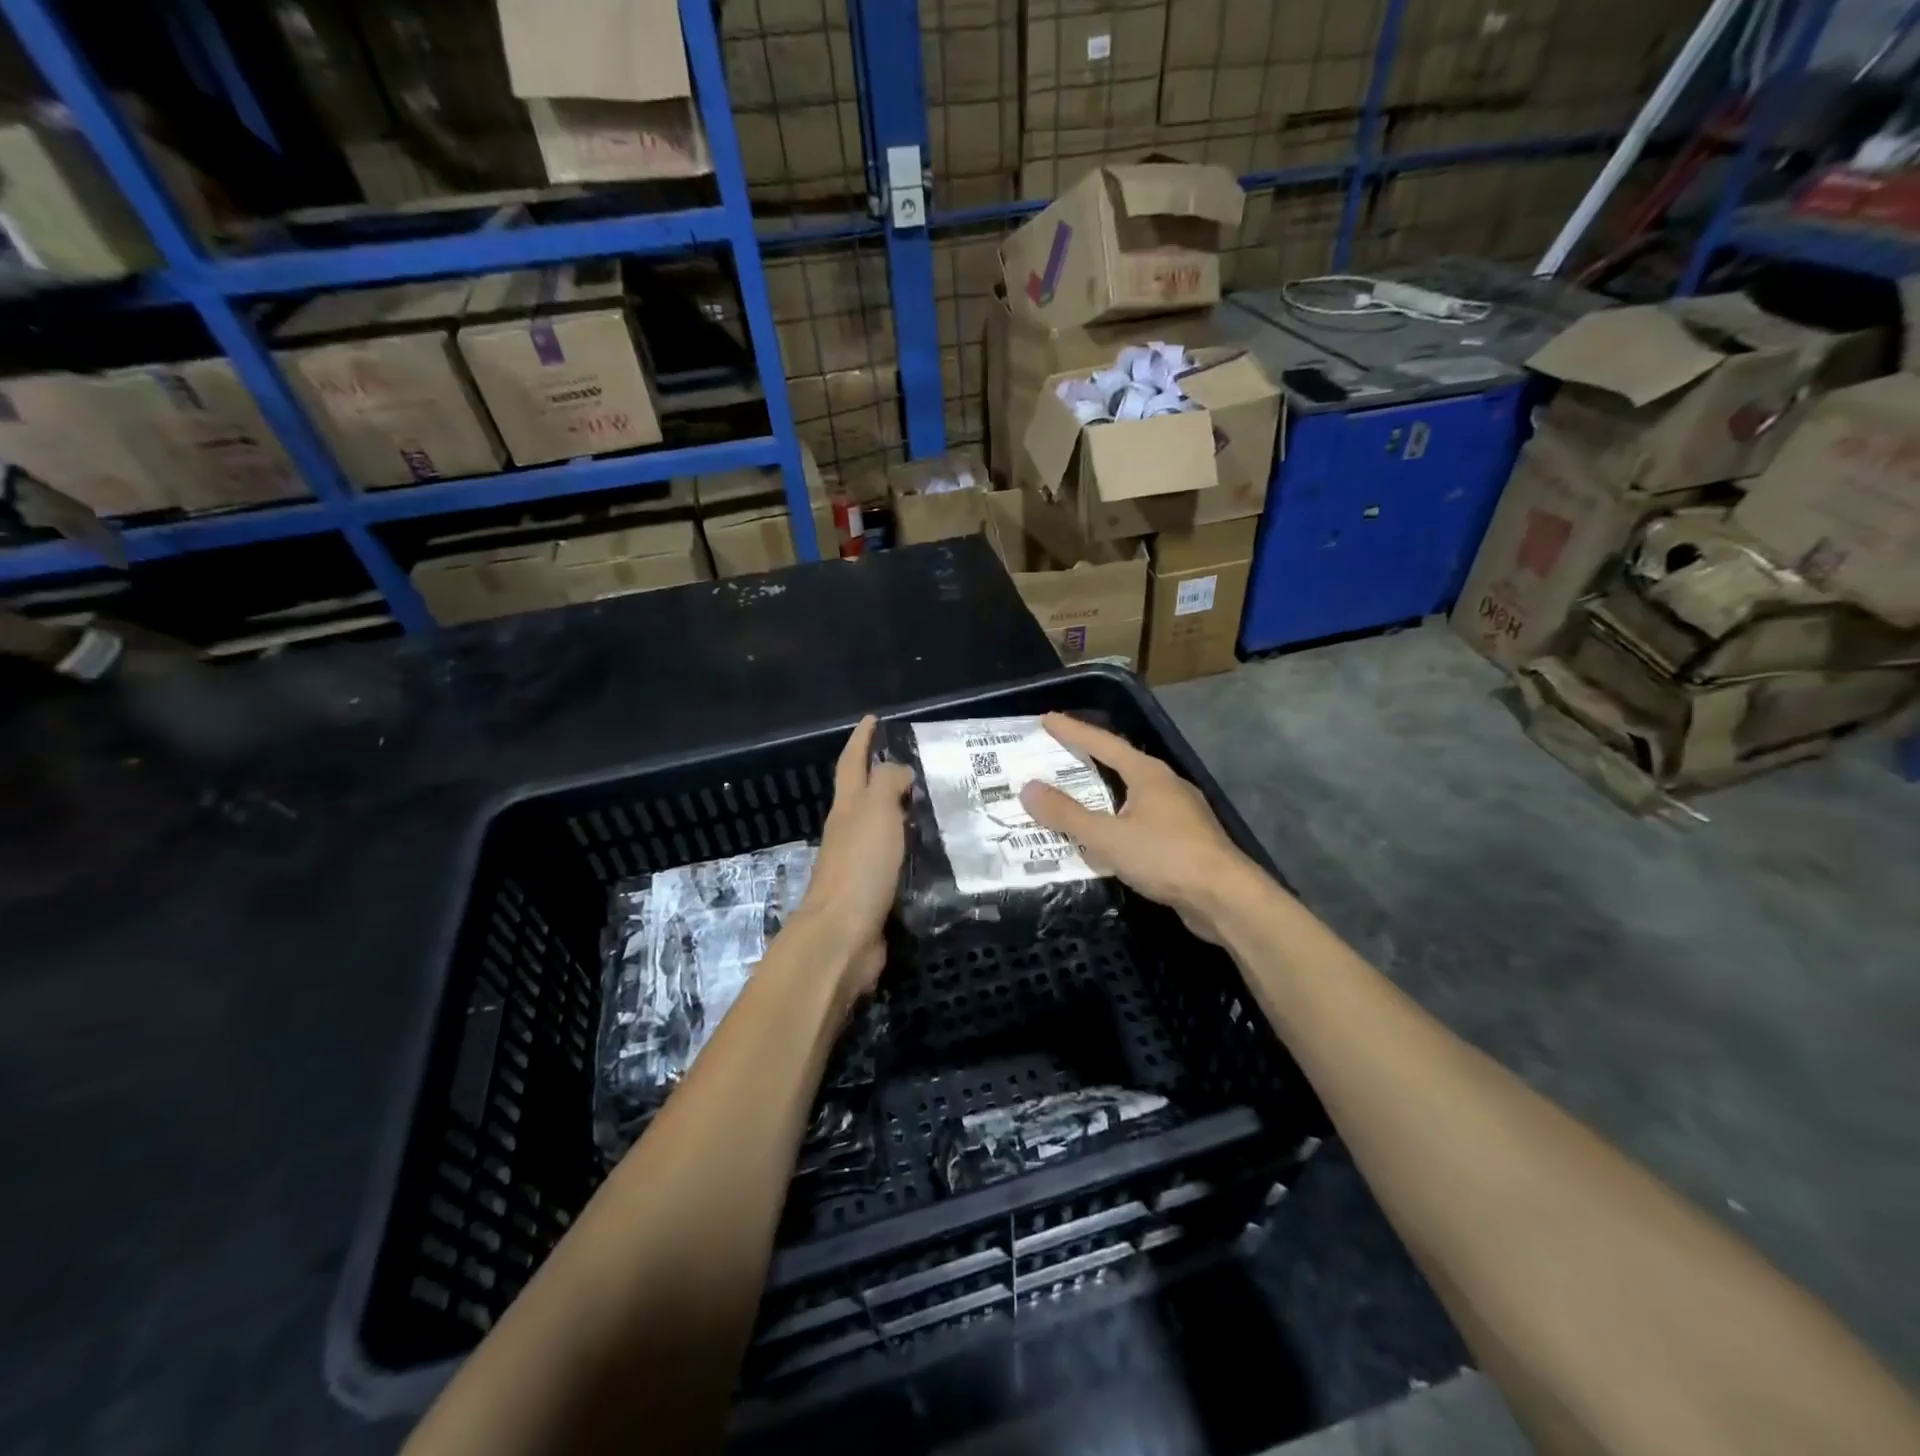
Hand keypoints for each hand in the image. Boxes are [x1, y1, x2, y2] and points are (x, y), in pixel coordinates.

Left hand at [787, 715, 913, 1003]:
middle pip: (865, 794)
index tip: (873, 719)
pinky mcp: (876, 891)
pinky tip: (937, 850)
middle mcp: (850, 831)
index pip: (852, 763)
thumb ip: (887, 783)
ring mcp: (861, 863)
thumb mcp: (875, 811)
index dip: (861, 739)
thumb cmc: (860, 866)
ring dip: (904, 813)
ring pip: (884, 827)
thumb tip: (899, 771)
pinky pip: (898, 859)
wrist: (844, 935)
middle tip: (920, 762)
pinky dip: (914, 848)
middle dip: (884, 774)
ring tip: (939, 803)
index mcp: (847, 808)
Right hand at [1019, 712, 1264, 943]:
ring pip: (1133, 792)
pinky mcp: (1186, 838)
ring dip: (1104, 790)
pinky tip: (1109, 832)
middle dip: (1089, 757)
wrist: (1225, 898)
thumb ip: (1066, 814)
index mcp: (1147, 773)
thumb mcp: (1107, 837)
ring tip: (1077, 793)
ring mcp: (1180, 811)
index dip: (1073, 731)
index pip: (1103, 743)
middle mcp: (1166, 784)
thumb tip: (1027, 788)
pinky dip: (1119, 817)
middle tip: (1058, 753)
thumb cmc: (1165, 857)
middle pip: (1120, 762)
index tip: (1047, 719)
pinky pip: (1142, 817)